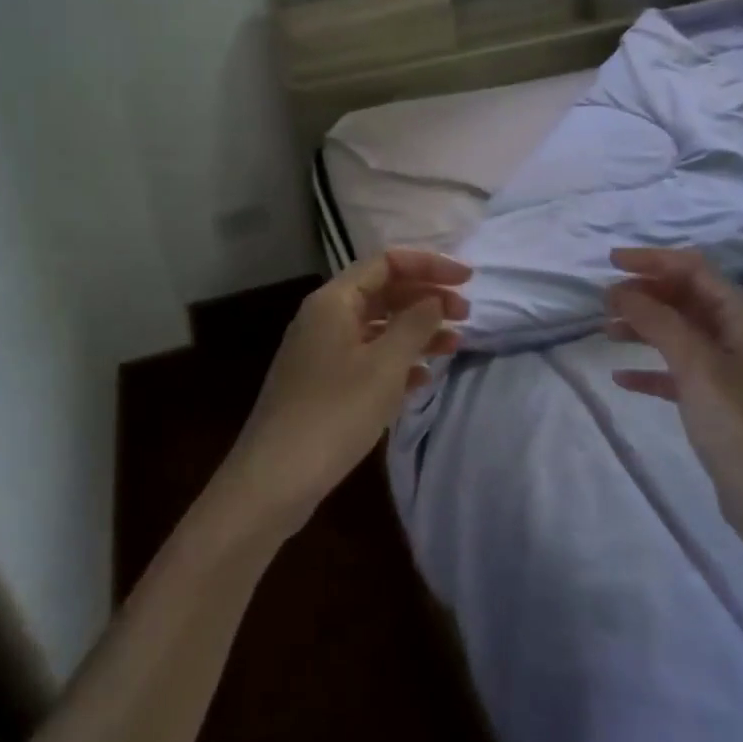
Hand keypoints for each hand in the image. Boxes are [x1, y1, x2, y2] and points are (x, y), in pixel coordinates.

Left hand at [218, 249, 470, 538]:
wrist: (274, 479)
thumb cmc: (334, 413)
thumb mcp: (384, 365)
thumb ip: (415, 324)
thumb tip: (434, 298)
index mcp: (334, 301)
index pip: (387, 263)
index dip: (429, 265)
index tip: (468, 280)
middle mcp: (324, 318)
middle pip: (383, 292)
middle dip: (425, 298)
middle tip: (466, 314)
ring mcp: (321, 352)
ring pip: (377, 327)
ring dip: (416, 331)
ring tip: (454, 345)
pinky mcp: (323, 384)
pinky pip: (367, 358)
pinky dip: (397, 361)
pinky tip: (422, 378)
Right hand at [606, 247, 742, 554]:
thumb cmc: (739, 425)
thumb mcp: (696, 366)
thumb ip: (658, 322)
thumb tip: (623, 292)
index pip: (695, 270)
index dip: (653, 260)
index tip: (611, 262)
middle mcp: (740, 337)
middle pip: (687, 299)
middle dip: (646, 295)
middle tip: (604, 302)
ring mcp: (732, 370)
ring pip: (681, 334)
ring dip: (644, 327)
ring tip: (606, 332)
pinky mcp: (720, 402)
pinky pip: (680, 372)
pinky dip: (652, 369)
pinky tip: (622, 378)